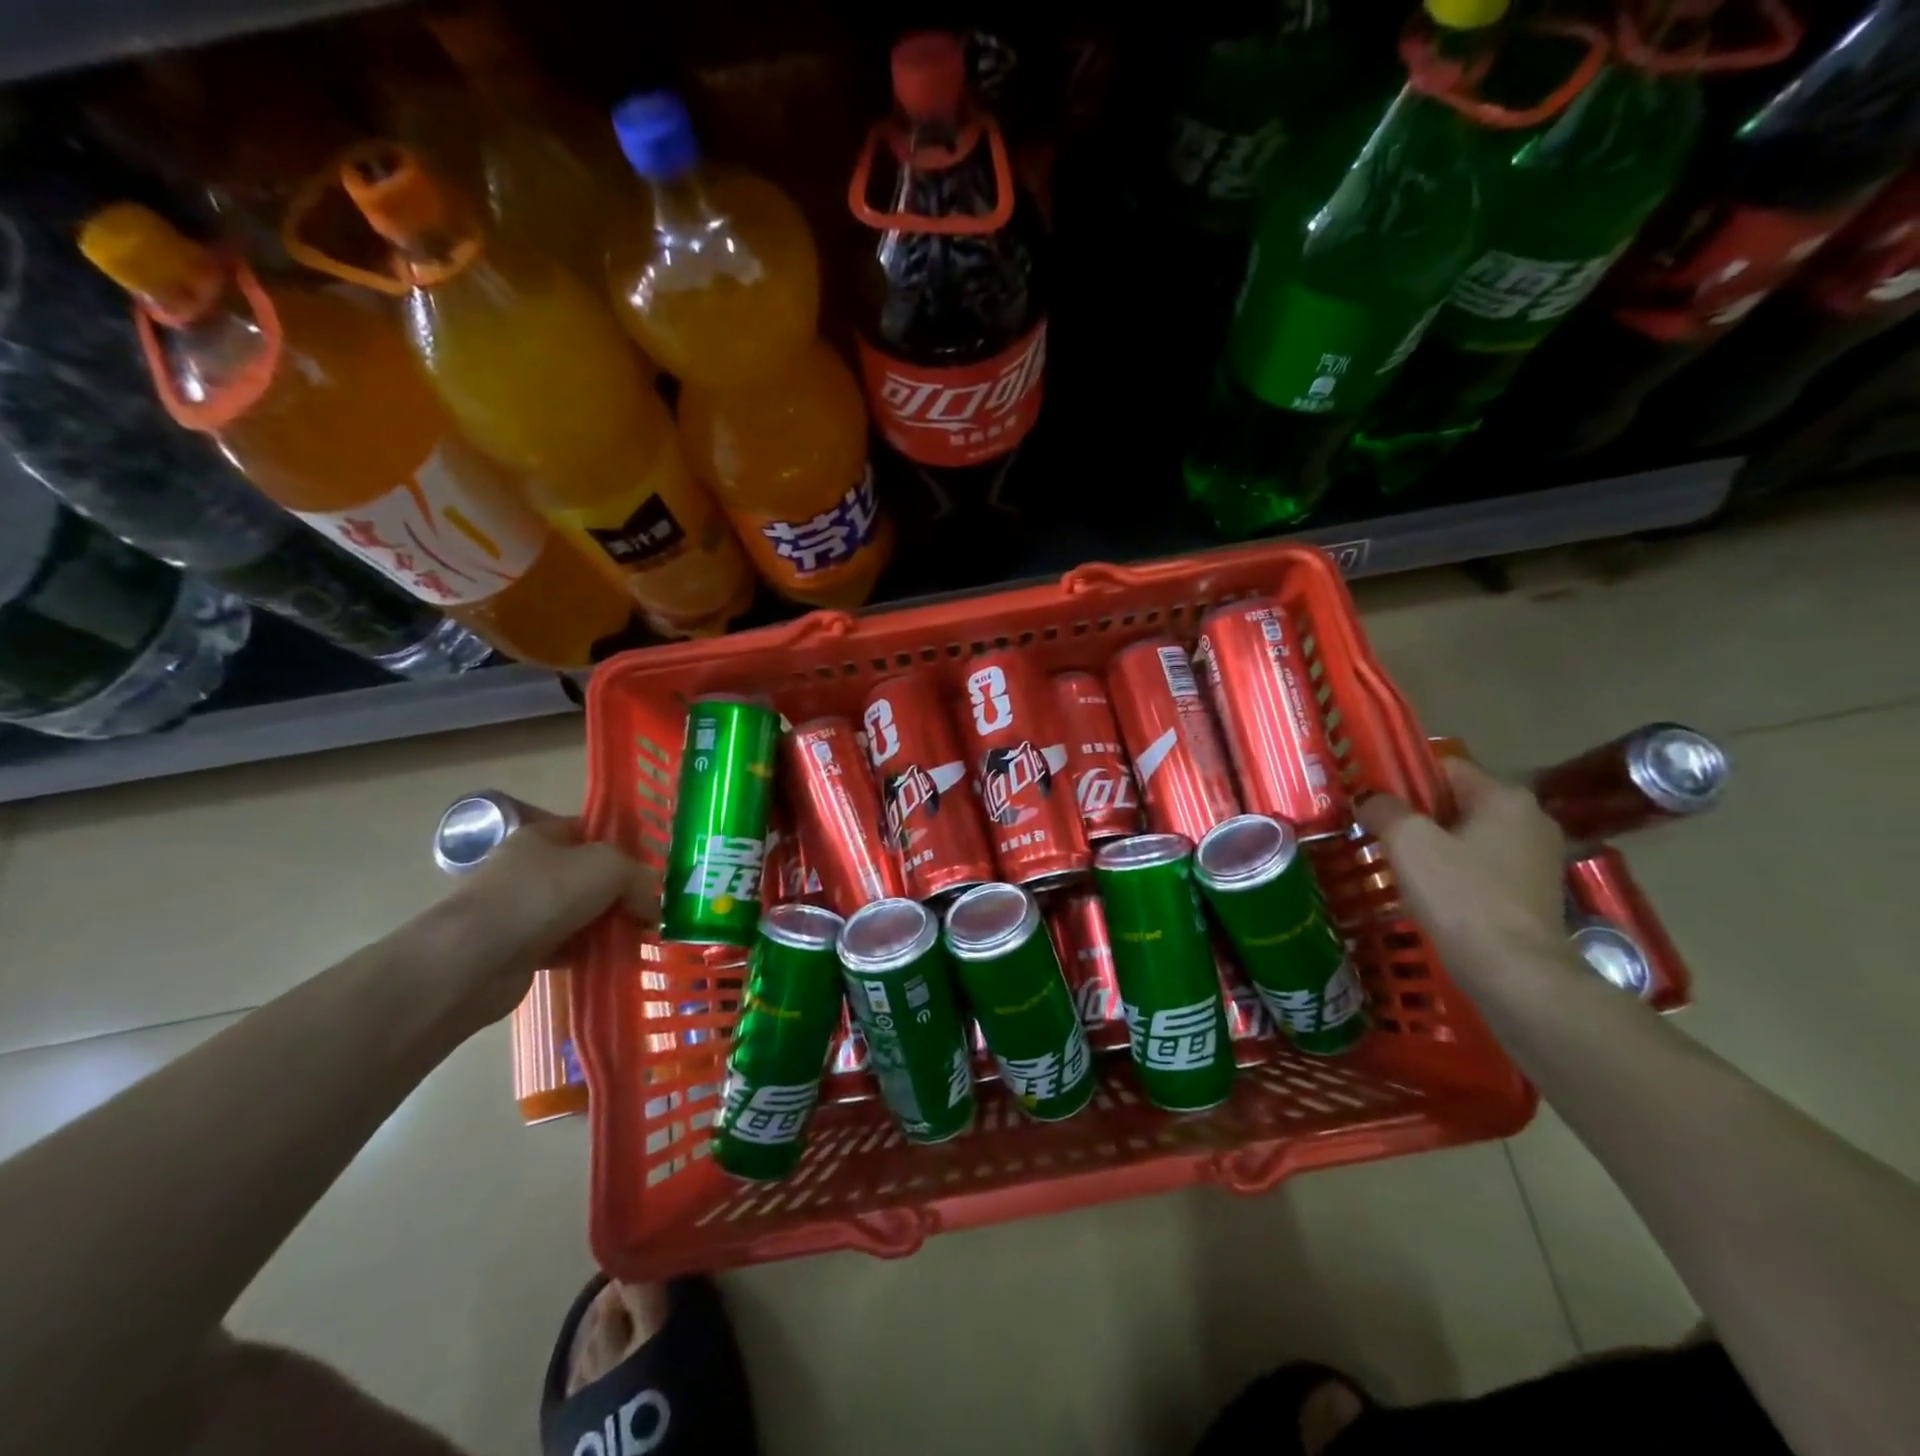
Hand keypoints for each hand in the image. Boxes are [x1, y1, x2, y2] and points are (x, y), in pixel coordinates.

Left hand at [436, 810, 658, 1027]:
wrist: (475, 959)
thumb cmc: (543, 895)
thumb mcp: (608, 867)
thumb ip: (639, 877)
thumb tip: (653, 902)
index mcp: (542, 836)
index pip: (591, 831)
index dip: (624, 846)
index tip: (652, 870)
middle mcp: (529, 868)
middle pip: (588, 875)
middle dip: (621, 893)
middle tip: (652, 910)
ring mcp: (521, 910)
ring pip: (579, 913)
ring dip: (607, 926)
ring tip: (638, 939)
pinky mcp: (518, 950)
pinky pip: (565, 946)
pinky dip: (588, 952)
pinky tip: (611, 960)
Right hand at [1356, 759, 1570, 981]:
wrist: (1516, 973)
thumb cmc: (1460, 896)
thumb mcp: (1408, 842)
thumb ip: (1384, 809)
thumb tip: (1369, 800)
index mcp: (1505, 796)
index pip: (1443, 767)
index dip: (1402, 778)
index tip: (1371, 801)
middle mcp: (1530, 818)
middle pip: (1456, 802)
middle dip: (1416, 815)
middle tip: (1377, 833)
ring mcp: (1538, 857)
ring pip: (1468, 836)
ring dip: (1433, 845)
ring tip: (1397, 864)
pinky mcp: (1535, 892)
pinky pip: (1482, 866)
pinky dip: (1455, 871)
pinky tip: (1429, 892)